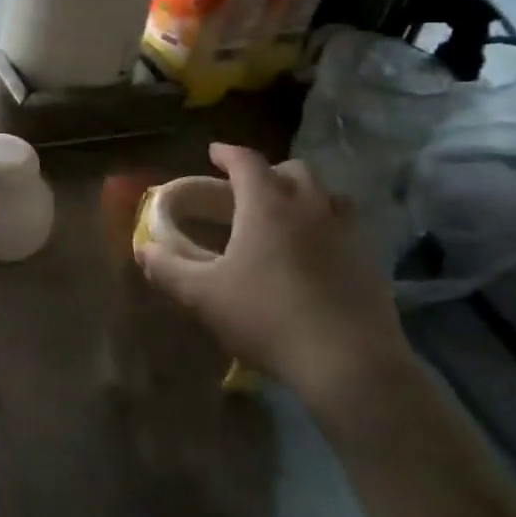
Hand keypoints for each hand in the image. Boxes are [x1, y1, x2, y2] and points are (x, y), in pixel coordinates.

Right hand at [137, 144, 412, 413]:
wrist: (350, 364)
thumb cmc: (267, 318)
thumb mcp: (203, 297)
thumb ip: (168, 269)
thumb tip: (144, 249)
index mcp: (268, 205)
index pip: (246, 161)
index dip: (227, 153)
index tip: (213, 152)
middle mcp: (311, 207)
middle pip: (293, 171)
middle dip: (268, 172)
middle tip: (247, 189)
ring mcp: (347, 233)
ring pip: (327, 196)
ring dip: (304, 196)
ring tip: (285, 217)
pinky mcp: (370, 262)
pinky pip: (346, 228)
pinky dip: (326, 227)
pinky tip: (314, 255)